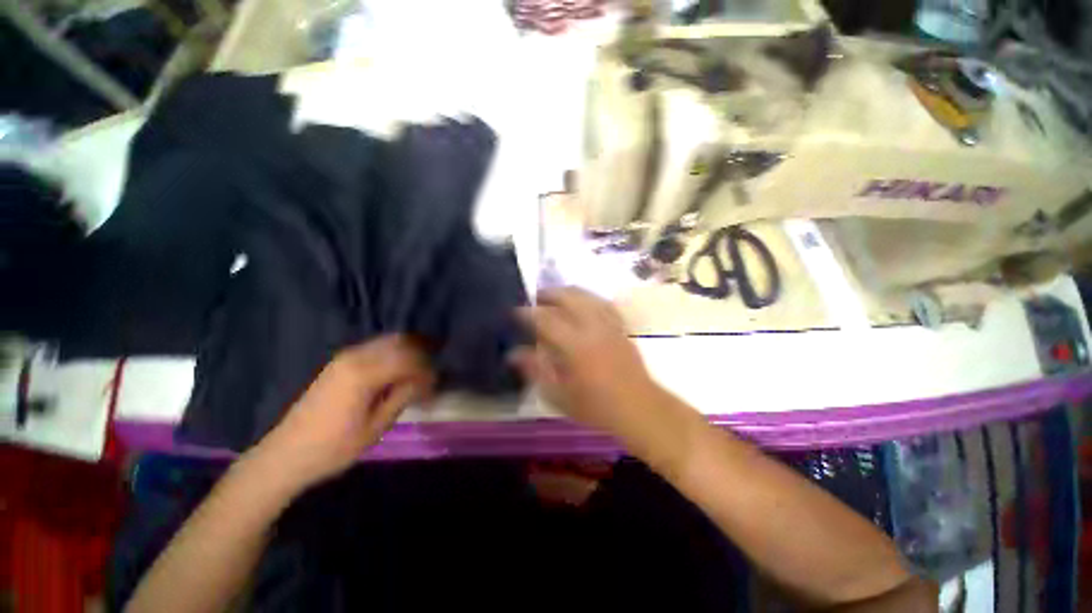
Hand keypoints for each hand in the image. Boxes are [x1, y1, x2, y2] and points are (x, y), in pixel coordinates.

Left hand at [254, 335, 433, 486]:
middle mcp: (355, 356)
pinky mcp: (340, 362)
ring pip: (389, 342)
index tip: (437, 385)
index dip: (428, 369)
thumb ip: (403, 396)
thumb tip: (426, 380)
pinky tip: (400, 370)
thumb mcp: (376, 427)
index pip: (409, 359)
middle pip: (400, 342)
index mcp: (364, 373)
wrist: (286, 455)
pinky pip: (376, 348)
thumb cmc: (334, 447)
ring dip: (409, 351)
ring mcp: (345, 357)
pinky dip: (394, 353)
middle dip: (422, 353)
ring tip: (422, 370)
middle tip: (434, 371)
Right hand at [512, 287, 677, 452]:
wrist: (638, 407)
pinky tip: (582, 303)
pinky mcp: (620, 326)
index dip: (528, 313)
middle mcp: (592, 327)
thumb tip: (513, 353)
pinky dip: (588, 298)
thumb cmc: (596, 406)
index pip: (546, 319)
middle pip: (568, 297)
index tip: (515, 312)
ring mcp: (609, 324)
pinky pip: (602, 302)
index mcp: (575, 345)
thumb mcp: (559, 395)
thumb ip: (535, 370)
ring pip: (586, 295)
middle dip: (549, 294)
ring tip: (555, 297)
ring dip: (567, 292)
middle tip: (535, 299)